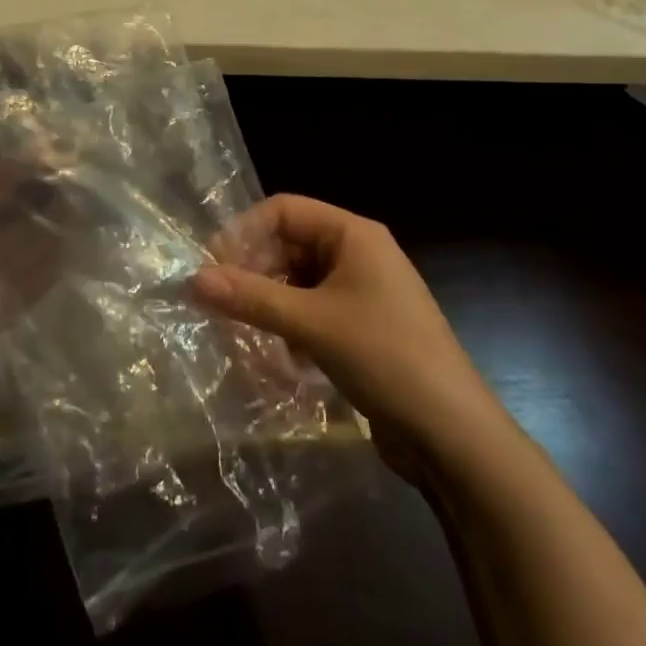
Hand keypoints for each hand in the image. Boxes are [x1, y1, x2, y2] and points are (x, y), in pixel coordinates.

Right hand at [192, 195, 491, 456]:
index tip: (212, 266)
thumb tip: (192, 279)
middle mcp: (359, 253)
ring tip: (246, 333)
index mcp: (353, 234)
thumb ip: (251, 298)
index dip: (244, 232)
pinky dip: (293, 327)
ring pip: (299, 281)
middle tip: (221, 304)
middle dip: (255, 271)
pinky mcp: (364, 328)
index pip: (284, 210)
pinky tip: (285, 360)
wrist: (453, 435)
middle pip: (290, 245)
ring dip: (271, 303)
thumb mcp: (311, 324)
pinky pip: (314, 311)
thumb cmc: (385, 358)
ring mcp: (364, 292)